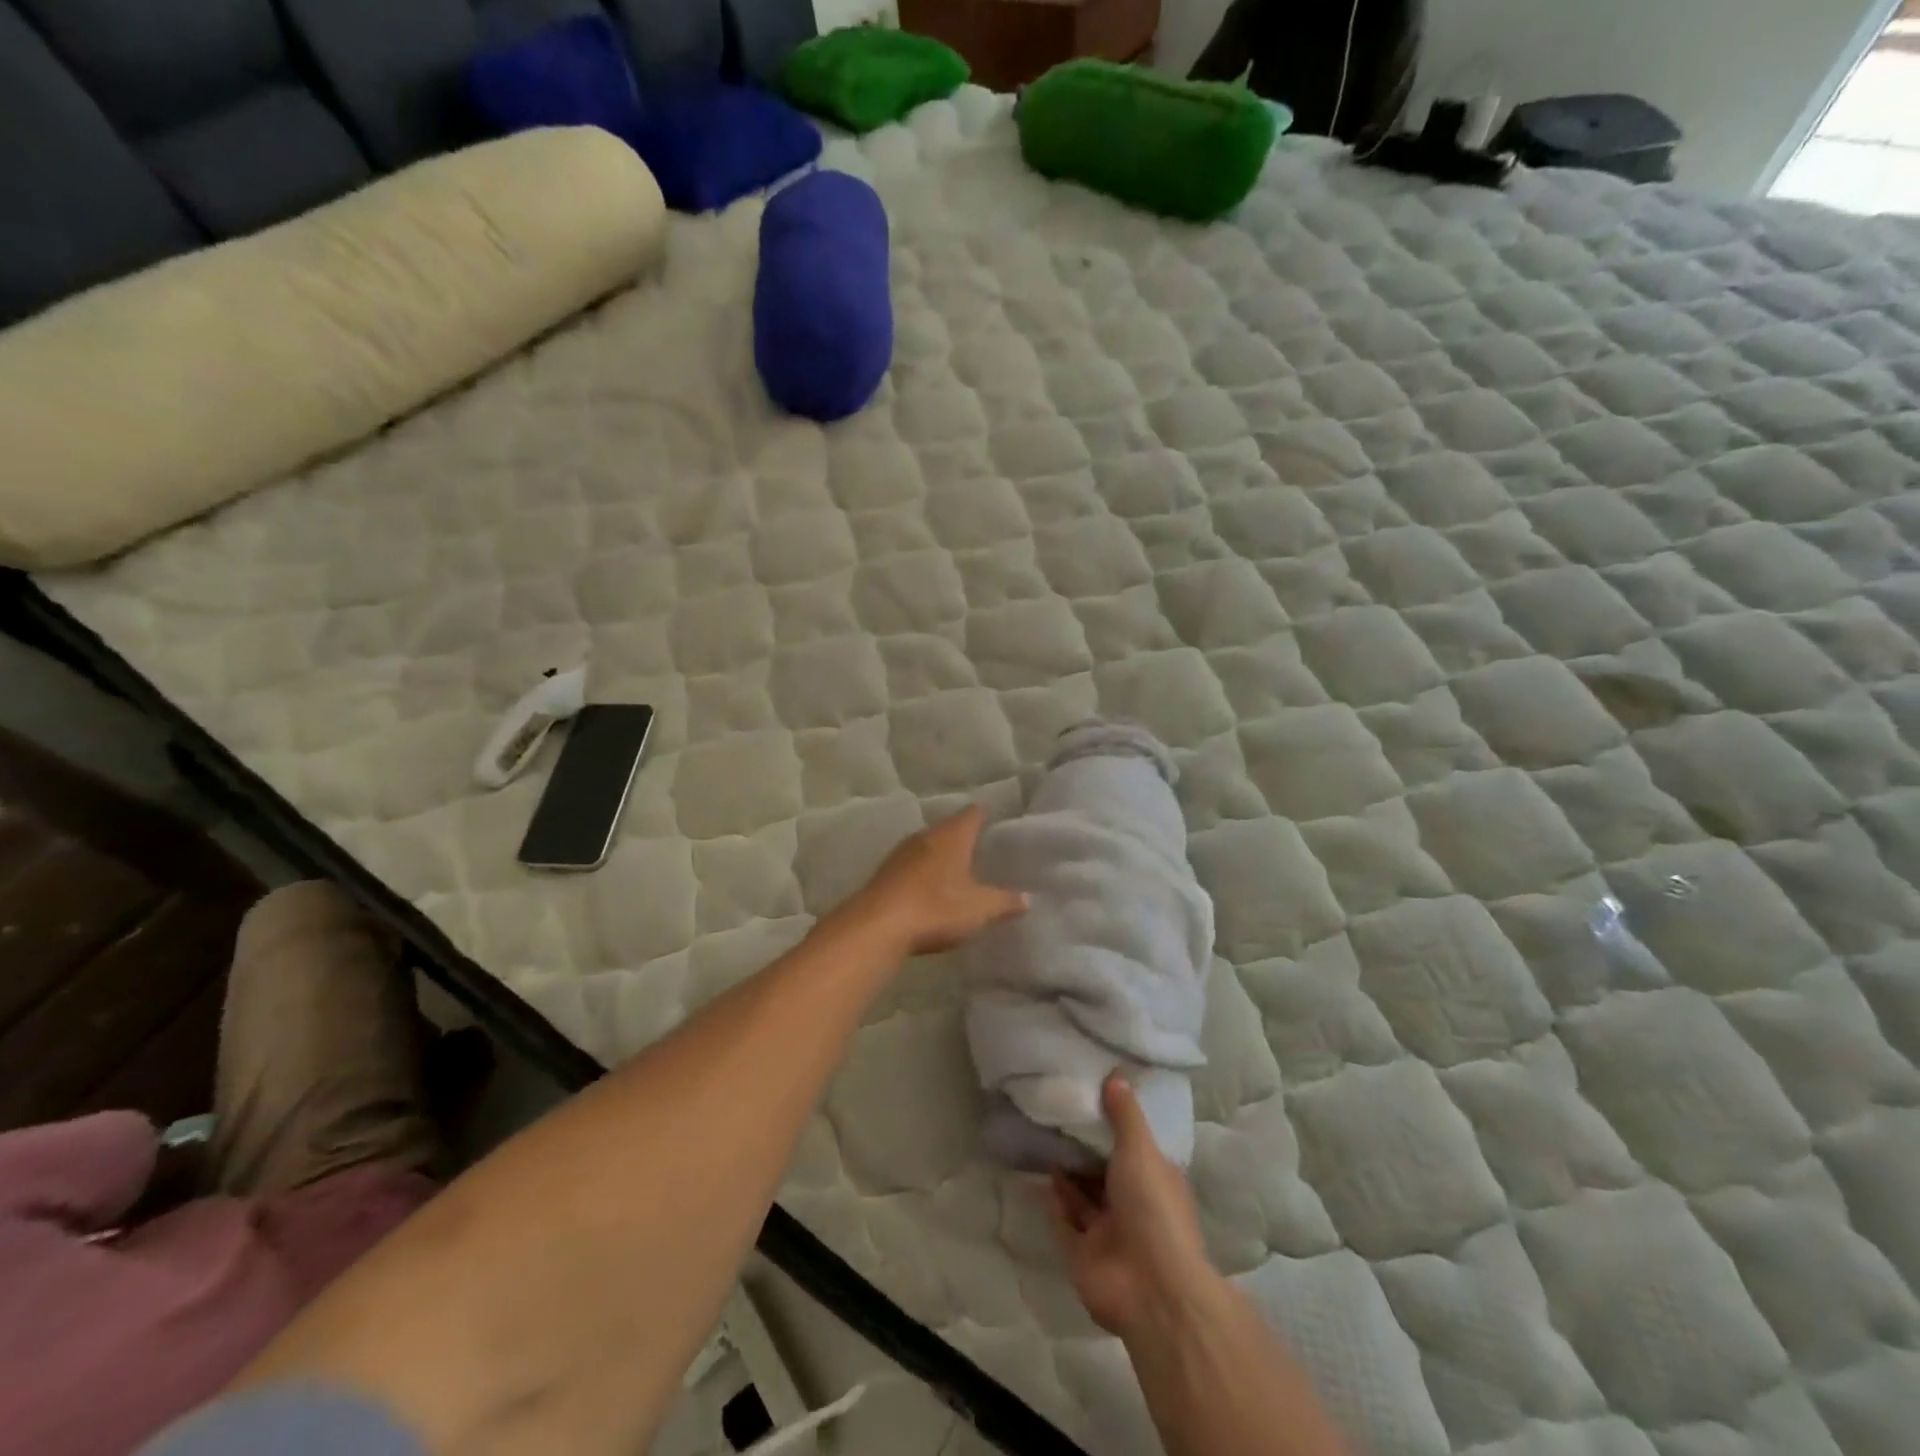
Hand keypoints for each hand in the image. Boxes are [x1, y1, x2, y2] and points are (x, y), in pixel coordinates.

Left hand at [847, 806, 1026, 956]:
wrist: (877, 927)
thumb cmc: (936, 909)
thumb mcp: (979, 909)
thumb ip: (1004, 902)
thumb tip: (1027, 898)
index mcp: (952, 836)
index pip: (973, 814)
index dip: (984, 813)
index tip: (994, 815)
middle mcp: (926, 836)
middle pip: (948, 828)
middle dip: (963, 835)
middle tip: (980, 844)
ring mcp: (901, 853)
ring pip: (927, 845)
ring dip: (941, 853)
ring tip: (957, 865)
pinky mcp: (885, 873)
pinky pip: (911, 864)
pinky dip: (923, 870)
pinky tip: (929, 885)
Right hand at [1050, 1077, 1218, 1337]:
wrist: (1150, 1287)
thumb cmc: (1153, 1208)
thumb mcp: (1141, 1150)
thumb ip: (1125, 1115)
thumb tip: (1116, 1076)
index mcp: (1156, 1181)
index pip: (1136, 1149)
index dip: (1115, 1127)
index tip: (1091, 1099)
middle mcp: (1134, 1206)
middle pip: (1105, 1173)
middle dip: (1085, 1151)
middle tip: (1059, 1117)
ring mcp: (1109, 1234)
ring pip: (1084, 1197)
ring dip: (1068, 1175)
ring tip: (1045, 1140)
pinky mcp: (1085, 1256)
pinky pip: (1066, 1223)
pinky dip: (1056, 1203)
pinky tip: (1042, 1178)